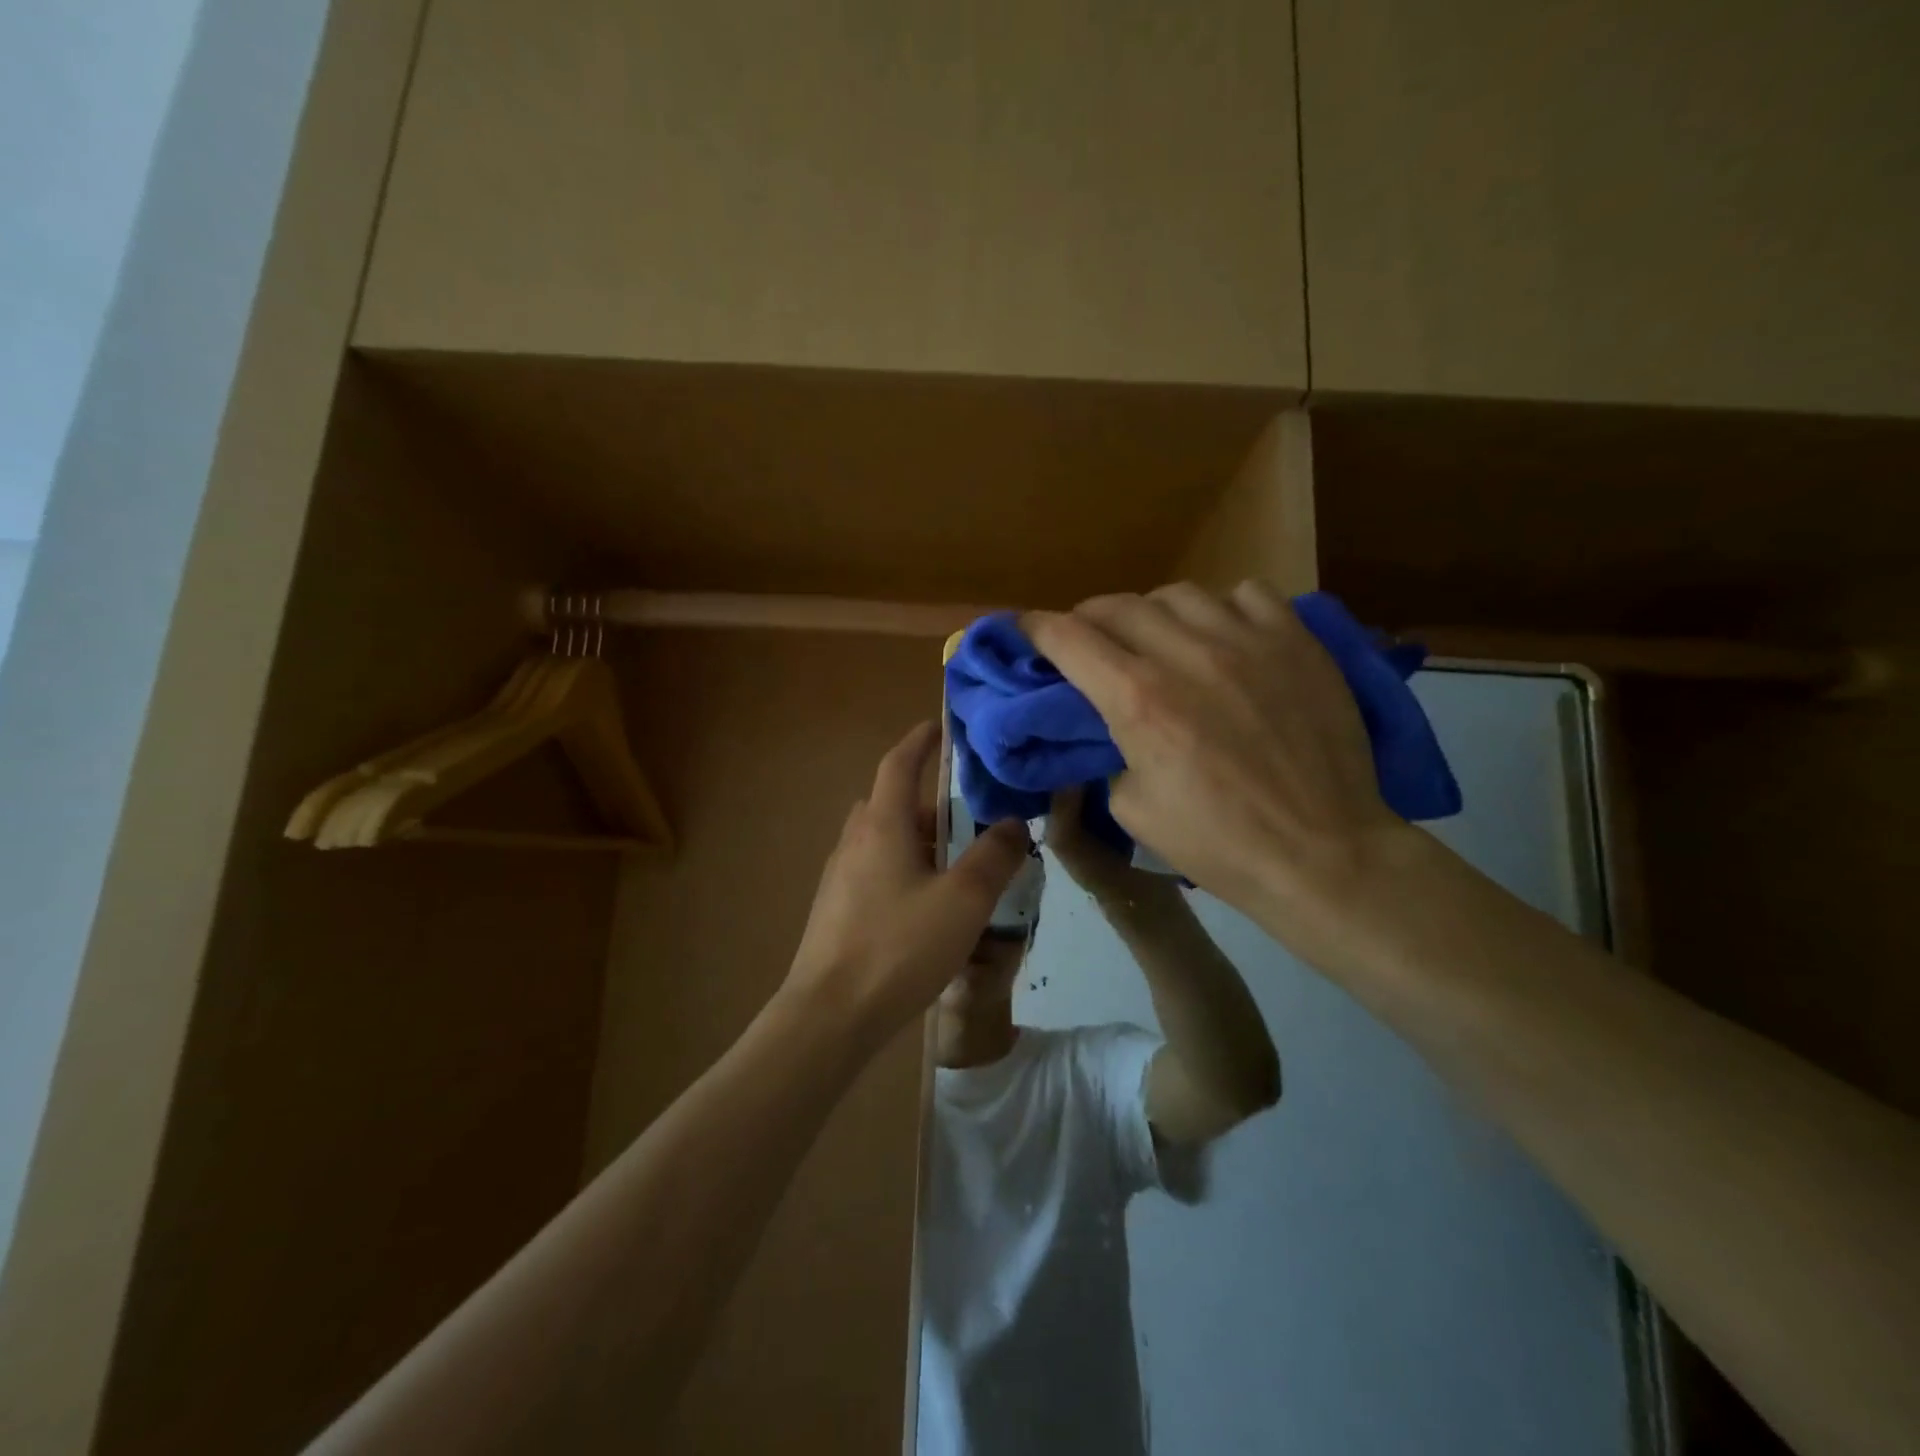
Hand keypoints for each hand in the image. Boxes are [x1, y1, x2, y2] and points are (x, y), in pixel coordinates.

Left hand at [785, 721, 1030, 1037]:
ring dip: (914, 838)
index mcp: (882, 825)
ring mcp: (839, 876)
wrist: (829, 1014)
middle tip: (964, 814)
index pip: (898, 764)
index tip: (937, 726)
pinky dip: (901, 868)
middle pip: (889, 802)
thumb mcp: (963, 901)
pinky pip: (873, 870)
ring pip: (881, 839)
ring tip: (952, 863)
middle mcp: (855, 841)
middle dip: (925, 800)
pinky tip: (924, 906)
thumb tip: (1014, 823)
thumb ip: (994, 858)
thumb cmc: (899, 946)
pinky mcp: (835, 909)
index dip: (919, 741)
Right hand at [1023, 583, 1406, 931]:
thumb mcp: (1133, 810)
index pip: (1067, 638)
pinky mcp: (1296, 639)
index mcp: (1138, 700)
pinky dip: (1221, 609)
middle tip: (1088, 643)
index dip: (1035, 628)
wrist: (1322, 852)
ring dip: (1151, 613)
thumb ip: (1110, 753)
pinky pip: (1246, 594)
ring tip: (1158, 639)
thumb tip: (1111, 727)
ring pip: (1177, 593)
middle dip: (1087, 620)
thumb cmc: (1219, 844)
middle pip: (1116, 605)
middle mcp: (1186, 654)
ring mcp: (1247, 639)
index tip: (1025, 630)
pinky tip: (1225, 638)